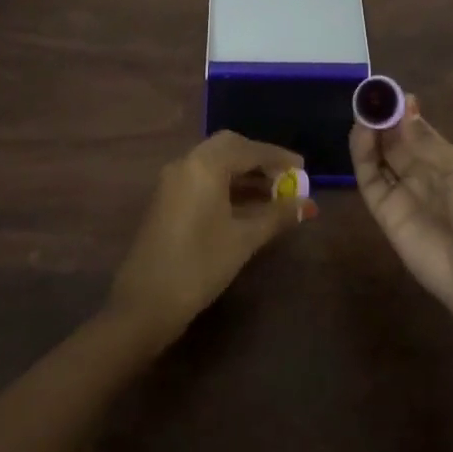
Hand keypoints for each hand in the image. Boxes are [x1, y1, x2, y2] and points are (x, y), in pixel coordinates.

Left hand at [107, 131, 316, 345]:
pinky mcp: (167, 198)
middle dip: (259, 160)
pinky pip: (203, 177)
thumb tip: (307, 205)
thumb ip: (277, 216)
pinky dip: (226, 183)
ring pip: (215, 162)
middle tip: (285, 177)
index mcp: (205, 164)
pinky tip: (247, 205)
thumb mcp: (244, 239)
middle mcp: (187, 162)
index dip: (279, 158)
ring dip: (243, 173)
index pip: (250, 150)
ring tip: (273, 194)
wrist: (145, 304)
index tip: (303, 168)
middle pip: (230, 147)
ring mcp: (173, 180)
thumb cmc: (199, 265)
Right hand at [351, 94, 452, 331]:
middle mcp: (423, 175)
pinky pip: (370, 180)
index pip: (418, 130)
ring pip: (379, 157)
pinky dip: (362, 155)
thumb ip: (425, 140)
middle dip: (383, 118)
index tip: (389, 92)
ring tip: (363, 111)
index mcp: (448, 162)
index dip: (403, 111)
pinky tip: (362, 133)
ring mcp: (403, 194)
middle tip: (369, 96)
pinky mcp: (385, 213)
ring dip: (370, 133)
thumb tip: (405, 104)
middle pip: (395, 141)